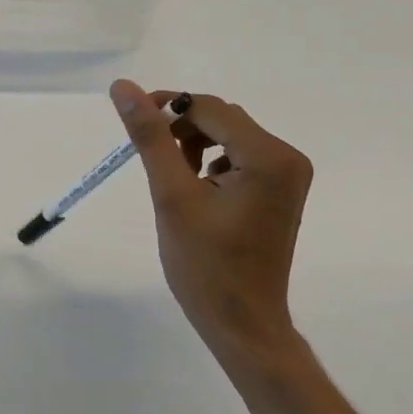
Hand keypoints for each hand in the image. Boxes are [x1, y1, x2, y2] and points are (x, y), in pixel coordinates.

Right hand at [111, 79, 312, 371]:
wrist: (243, 325)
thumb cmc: (206, 266)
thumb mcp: (171, 195)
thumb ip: (150, 137)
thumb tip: (124, 87)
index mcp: (268, 156)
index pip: (209, 108)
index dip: (167, 108)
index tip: (133, 120)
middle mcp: (287, 158)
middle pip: (223, 119)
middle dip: (182, 130)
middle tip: (152, 157)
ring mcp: (289, 175)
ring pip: (230, 136)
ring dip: (196, 146)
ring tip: (175, 179)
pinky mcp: (281, 190)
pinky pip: (241, 157)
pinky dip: (213, 163)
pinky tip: (197, 192)